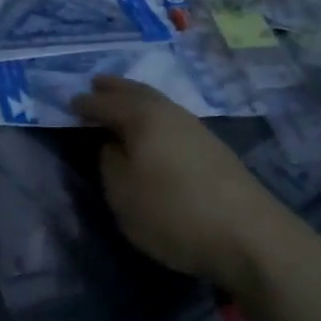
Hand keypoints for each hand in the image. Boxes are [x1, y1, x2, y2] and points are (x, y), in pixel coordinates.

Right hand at [72, 75, 288, 291]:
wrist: (250, 236)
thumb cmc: (174, 213)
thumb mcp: (123, 195)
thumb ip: (110, 163)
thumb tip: (112, 144)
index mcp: (142, 117)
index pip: (106, 103)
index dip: (86, 104)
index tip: (69, 103)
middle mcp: (169, 112)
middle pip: (137, 92)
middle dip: (115, 88)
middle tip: (96, 84)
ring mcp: (195, 128)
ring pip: (157, 103)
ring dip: (136, 100)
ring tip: (122, 103)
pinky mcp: (213, 148)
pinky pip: (171, 118)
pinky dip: (154, 116)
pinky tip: (154, 130)